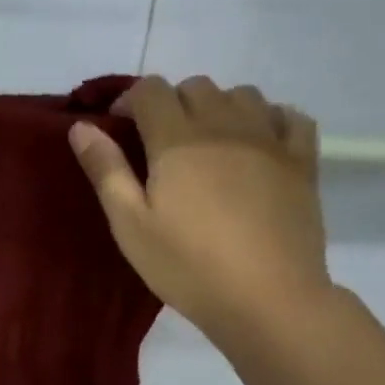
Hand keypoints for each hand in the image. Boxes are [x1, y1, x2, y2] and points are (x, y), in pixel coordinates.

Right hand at [69, 75, 332, 344]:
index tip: (118, 125)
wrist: (266, 298)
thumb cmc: (187, 266)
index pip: (151, 91)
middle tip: (159, 144)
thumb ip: (106, 172)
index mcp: (177, 140)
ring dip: (218, 107)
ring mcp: (270, 139)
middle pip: (196, 87)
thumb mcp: (131, 226)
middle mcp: (225, 125)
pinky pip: (290, 116)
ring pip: (242, 95)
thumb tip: (81, 127)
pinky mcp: (303, 161)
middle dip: (172, 103)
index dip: (130, 99)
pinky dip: (269, 118)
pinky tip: (258, 143)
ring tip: (207, 144)